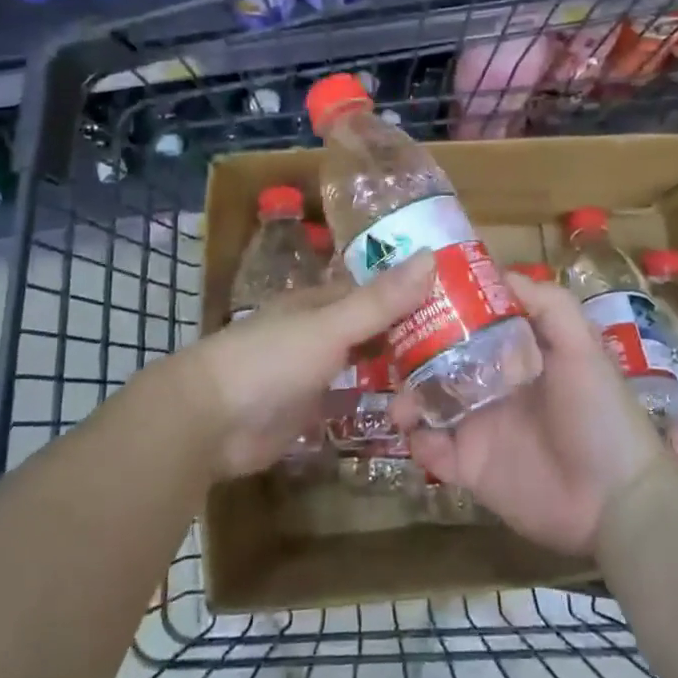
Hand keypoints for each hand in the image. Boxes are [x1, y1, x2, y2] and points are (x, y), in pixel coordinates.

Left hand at [177, 252, 434, 479]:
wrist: (210, 421)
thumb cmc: (271, 360)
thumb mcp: (330, 326)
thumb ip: (380, 300)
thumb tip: (431, 256)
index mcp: (322, 302)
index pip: (376, 290)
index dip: (413, 290)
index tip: (459, 296)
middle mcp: (321, 331)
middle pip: (373, 326)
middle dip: (410, 331)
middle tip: (467, 343)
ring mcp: (314, 371)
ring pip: (364, 362)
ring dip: (395, 366)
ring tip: (449, 375)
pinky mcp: (309, 410)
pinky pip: (351, 398)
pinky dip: (375, 400)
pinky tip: (409, 408)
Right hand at [393, 275, 668, 556]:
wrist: (616, 500)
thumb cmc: (599, 413)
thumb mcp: (581, 346)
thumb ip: (547, 304)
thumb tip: (498, 272)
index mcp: (514, 353)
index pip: (469, 323)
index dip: (442, 309)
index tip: (411, 295)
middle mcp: (491, 384)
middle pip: (439, 361)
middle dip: (412, 354)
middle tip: (389, 350)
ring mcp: (478, 426)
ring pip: (428, 403)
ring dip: (407, 398)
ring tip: (401, 402)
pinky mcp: (470, 468)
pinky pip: (432, 451)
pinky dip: (418, 442)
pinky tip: (419, 435)